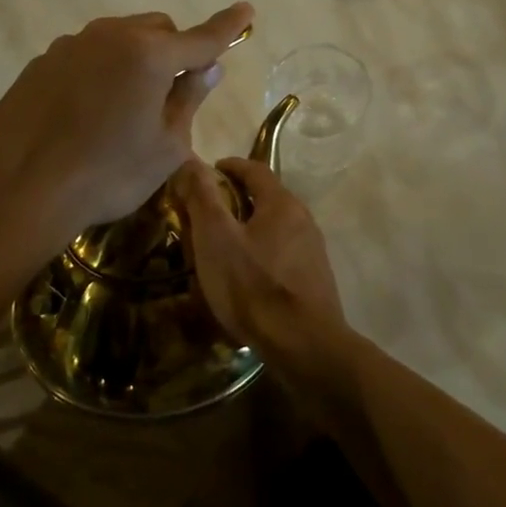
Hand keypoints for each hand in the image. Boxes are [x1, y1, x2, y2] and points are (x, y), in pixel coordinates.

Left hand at [0, 4, 253, 256]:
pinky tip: (89, 112)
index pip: (201, 37)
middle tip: (173, 93)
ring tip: (127, 107)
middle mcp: (110, 36)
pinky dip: (102, 70)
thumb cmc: (107, 175)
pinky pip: (87, 54)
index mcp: (149, 55)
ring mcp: (70, 46)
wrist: (16, 191)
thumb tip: (208, 68)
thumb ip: (189, 99)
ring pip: (120, 38)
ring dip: (136, 58)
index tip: (247, 10)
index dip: (228, 26)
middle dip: (175, 50)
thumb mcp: (166, 147)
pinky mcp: (41, 63)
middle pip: (158, 29)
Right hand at [174, 156, 346, 374]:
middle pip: (268, 198)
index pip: (255, 170)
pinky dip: (261, 253)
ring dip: (250, 228)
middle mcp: (303, 220)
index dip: (230, 166)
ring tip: (223, 245)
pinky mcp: (314, 280)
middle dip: (238, 199)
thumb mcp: (216, 239)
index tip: (209, 171)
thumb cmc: (254, 286)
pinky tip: (246, 276)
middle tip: (208, 211)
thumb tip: (191, 161)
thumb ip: (203, 198)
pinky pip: (282, 254)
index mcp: (282, 204)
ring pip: (276, 228)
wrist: (304, 345)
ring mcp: (312, 251)